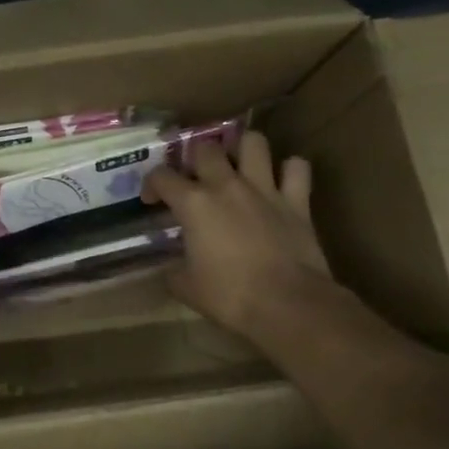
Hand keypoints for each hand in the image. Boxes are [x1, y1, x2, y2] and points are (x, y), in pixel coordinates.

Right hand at [141, 130, 331, 341]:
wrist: (289, 306)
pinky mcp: (297, 201)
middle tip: (195, 176)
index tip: (151, 201)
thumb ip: (173, 271)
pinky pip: (297, 168)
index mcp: (193, 204)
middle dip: (195, 156)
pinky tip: (282, 181)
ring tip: (238, 164)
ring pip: (254, 142)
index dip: (151, 184)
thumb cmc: (230, 296)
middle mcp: (226, 186)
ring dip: (244, 148)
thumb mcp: (187, 287)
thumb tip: (170, 269)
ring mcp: (264, 189)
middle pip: (205, 147)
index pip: (161, 176)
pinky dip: (290, 169)